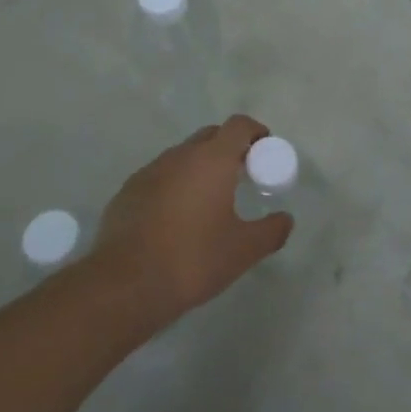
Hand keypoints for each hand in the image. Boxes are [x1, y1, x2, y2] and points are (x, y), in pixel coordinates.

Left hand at [90, 115, 292, 324]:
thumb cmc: (193, 259)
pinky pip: (159, 176)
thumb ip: (271, 231)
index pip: (238, 125)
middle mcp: (180, 156)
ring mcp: (149, 171)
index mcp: (212, 160)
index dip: (255, 132)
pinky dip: (174, 185)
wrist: (125, 285)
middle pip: (210, 135)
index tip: (264, 150)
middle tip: (241, 174)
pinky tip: (176, 217)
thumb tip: (285, 220)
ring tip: (208, 198)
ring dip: (199, 166)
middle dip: (229, 147)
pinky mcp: (127, 192)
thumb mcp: (243, 250)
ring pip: (182, 156)